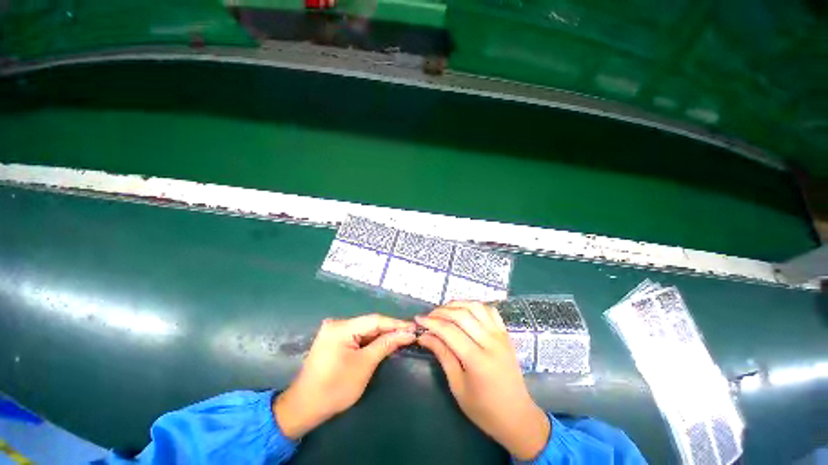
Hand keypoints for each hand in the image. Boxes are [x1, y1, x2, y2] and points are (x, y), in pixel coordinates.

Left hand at [273, 314, 415, 438]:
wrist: (304, 408)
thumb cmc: (335, 388)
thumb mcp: (364, 365)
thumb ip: (386, 345)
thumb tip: (407, 333)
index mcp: (341, 327)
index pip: (375, 320)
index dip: (395, 324)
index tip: (413, 327)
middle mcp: (337, 324)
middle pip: (369, 324)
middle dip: (389, 330)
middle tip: (409, 333)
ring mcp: (334, 331)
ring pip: (364, 330)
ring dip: (381, 335)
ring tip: (401, 337)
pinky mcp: (334, 340)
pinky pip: (357, 336)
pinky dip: (370, 341)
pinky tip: (383, 343)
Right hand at [416, 301, 549, 460]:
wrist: (517, 417)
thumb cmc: (484, 409)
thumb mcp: (457, 387)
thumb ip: (442, 356)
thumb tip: (424, 336)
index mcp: (477, 360)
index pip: (449, 331)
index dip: (431, 322)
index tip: (418, 320)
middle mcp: (490, 342)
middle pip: (461, 315)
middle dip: (441, 311)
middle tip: (429, 316)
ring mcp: (500, 336)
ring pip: (476, 307)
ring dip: (457, 304)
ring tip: (444, 311)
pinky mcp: (506, 334)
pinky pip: (490, 311)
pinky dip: (475, 306)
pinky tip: (465, 311)